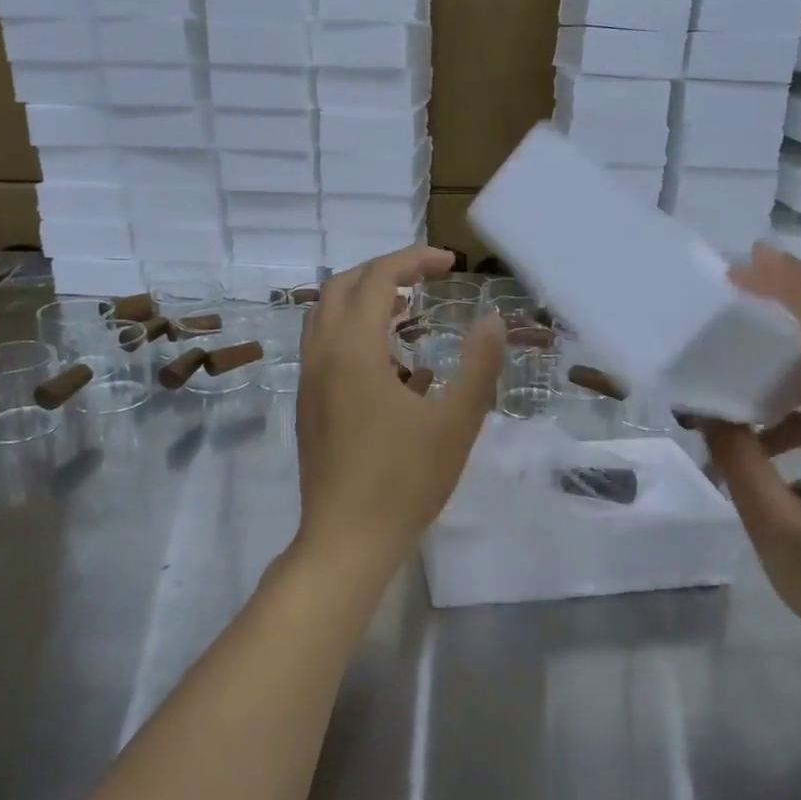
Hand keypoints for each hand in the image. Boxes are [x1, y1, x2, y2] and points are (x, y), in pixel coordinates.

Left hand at [293, 247, 505, 577]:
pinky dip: (353, 332)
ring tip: (407, 312)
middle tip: (425, 278)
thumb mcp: (457, 421)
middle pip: (343, 286)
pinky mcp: (308, 404)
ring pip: (327, 315)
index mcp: (354, 349)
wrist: (347, 540)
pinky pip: (324, 346)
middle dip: (384, 271)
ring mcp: (309, 380)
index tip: (450, 263)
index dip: (414, 259)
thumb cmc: (405, 480)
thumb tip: (492, 320)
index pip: (378, 278)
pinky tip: (391, 364)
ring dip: (364, 300)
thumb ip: (479, 365)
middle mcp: (322, 354)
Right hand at [703, 246, 800, 673]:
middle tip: (734, 282)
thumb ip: (740, 463)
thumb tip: (710, 412)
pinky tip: (755, 428)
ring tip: (732, 349)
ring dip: (787, 341)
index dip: (797, 293)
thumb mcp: (775, 530)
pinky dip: (792, 388)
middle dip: (791, 295)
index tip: (751, 265)